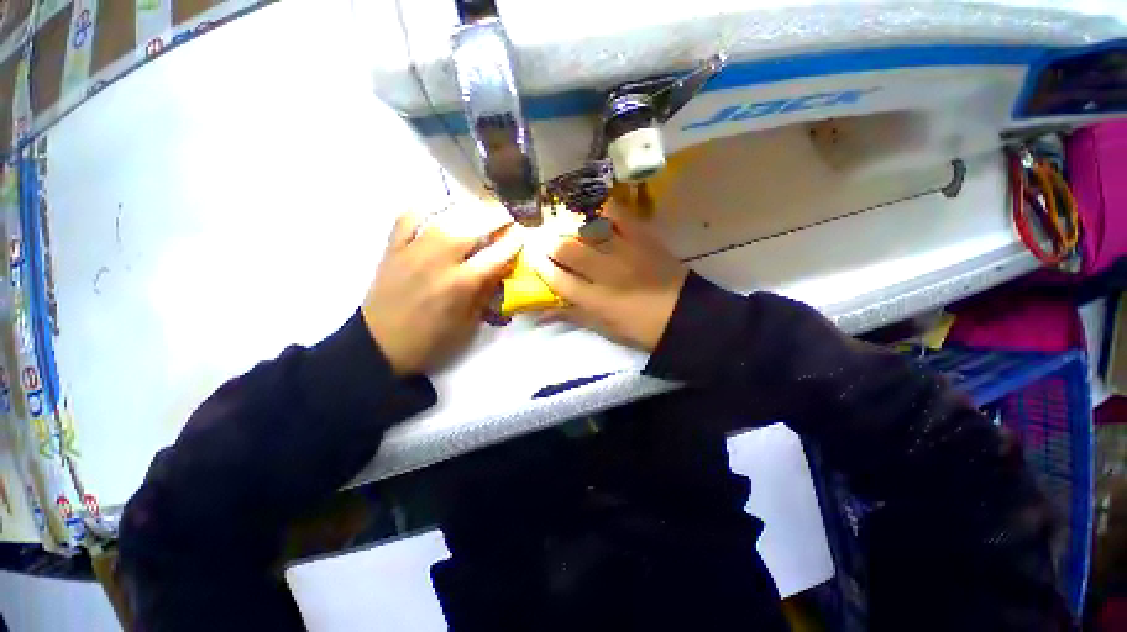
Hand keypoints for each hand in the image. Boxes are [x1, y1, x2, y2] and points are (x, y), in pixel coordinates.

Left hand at [362, 209, 521, 375]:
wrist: (380, 345)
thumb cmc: (431, 340)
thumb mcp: (468, 323)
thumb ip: (485, 292)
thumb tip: (500, 268)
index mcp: (460, 285)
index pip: (495, 255)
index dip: (512, 242)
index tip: (521, 234)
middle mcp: (438, 261)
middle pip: (471, 228)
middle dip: (494, 217)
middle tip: (505, 215)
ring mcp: (412, 251)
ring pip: (444, 218)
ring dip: (466, 210)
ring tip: (479, 210)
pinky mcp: (392, 249)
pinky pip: (408, 217)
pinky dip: (425, 209)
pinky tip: (439, 211)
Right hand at [527, 206, 687, 350]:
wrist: (683, 315)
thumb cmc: (639, 327)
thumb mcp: (603, 328)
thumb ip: (572, 315)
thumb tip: (540, 314)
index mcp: (595, 300)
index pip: (557, 279)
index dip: (540, 266)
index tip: (533, 257)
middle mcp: (605, 272)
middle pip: (567, 249)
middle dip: (549, 242)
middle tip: (545, 239)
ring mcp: (625, 251)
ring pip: (588, 228)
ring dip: (571, 223)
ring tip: (564, 222)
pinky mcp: (643, 237)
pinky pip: (619, 213)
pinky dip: (602, 208)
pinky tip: (592, 209)